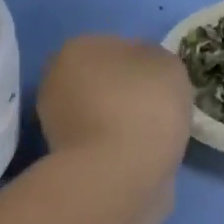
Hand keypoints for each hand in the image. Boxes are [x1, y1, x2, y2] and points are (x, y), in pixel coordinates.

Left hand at [37, 35, 193, 175]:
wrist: (118, 175)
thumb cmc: (143, 106)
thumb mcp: (168, 65)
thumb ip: (156, 59)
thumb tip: (145, 70)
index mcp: (78, 48)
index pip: (119, 47)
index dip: (146, 65)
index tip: (166, 85)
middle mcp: (57, 80)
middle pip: (105, 82)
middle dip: (129, 94)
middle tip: (161, 111)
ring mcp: (56, 123)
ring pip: (102, 114)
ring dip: (124, 123)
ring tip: (155, 139)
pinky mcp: (64, 159)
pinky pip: (102, 144)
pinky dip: (119, 149)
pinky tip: (140, 158)